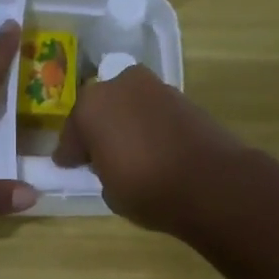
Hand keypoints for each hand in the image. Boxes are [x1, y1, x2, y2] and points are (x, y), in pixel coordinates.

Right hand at [52, 66, 247, 233]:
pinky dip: (148, 125)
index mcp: (90, 108)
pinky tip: (152, 147)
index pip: (72, 134)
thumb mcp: (110, 191)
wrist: (210, 182)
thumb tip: (111, 162)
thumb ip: (102, 169)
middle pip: (100, 110)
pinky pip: (152, 111)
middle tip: (98, 156)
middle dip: (98, 130)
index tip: (68, 166)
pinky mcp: (182, 96)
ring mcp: (153, 87)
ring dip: (125, 124)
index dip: (70, 154)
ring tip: (128, 152)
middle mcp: (119, 87)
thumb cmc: (148, 190)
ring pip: (128, 106)